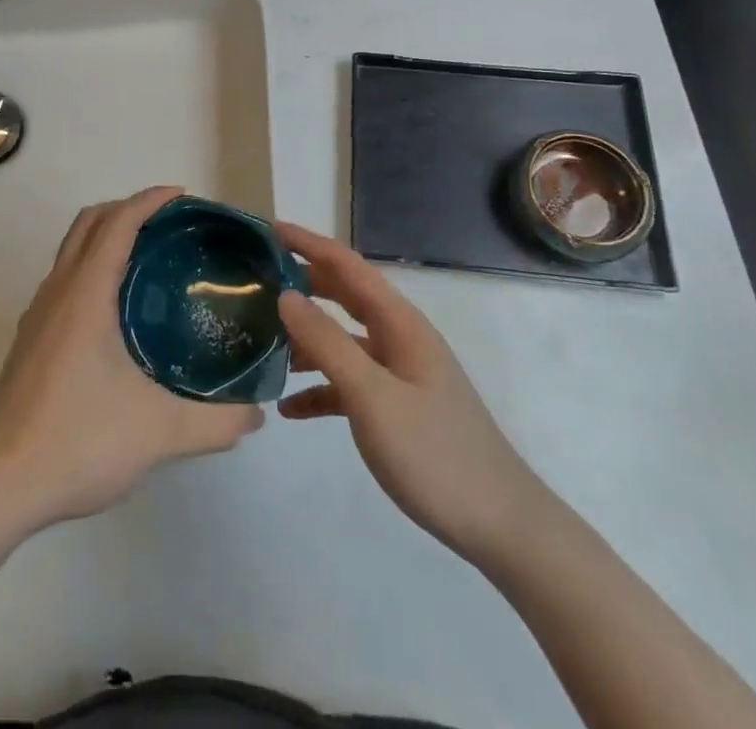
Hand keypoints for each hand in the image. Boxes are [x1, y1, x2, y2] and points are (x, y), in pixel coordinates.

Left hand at [0, 187, 264, 532]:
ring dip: (106, 236)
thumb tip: (256, 412)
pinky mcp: (30, 340)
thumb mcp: (159, 432)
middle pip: (89, 222)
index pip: (118, 222)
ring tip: (149, 260)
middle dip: (128, 209)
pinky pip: (64, 280)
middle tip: (170, 224)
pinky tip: (117, 311)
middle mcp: (58, 291)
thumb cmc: (78, 440)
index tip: (184, 196)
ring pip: (71, 250)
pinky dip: (92, 268)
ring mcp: (38, 315)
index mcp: (86, 293)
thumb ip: (216, 422)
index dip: (150, 200)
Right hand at [276, 221, 548, 563]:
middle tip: (256, 280)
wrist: (500, 526)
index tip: (268, 230)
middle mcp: (399, 338)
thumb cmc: (435, 453)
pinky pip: (349, 383)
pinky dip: (319, 388)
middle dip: (302, 284)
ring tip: (261, 341)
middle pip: (343, 296)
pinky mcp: (396, 407)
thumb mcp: (372, 396)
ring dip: (305, 338)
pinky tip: (289, 409)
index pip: (347, 265)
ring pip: (342, 340)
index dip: (309, 243)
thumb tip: (286, 295)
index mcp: (399, 323)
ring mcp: (399, 373)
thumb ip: (327, 343)